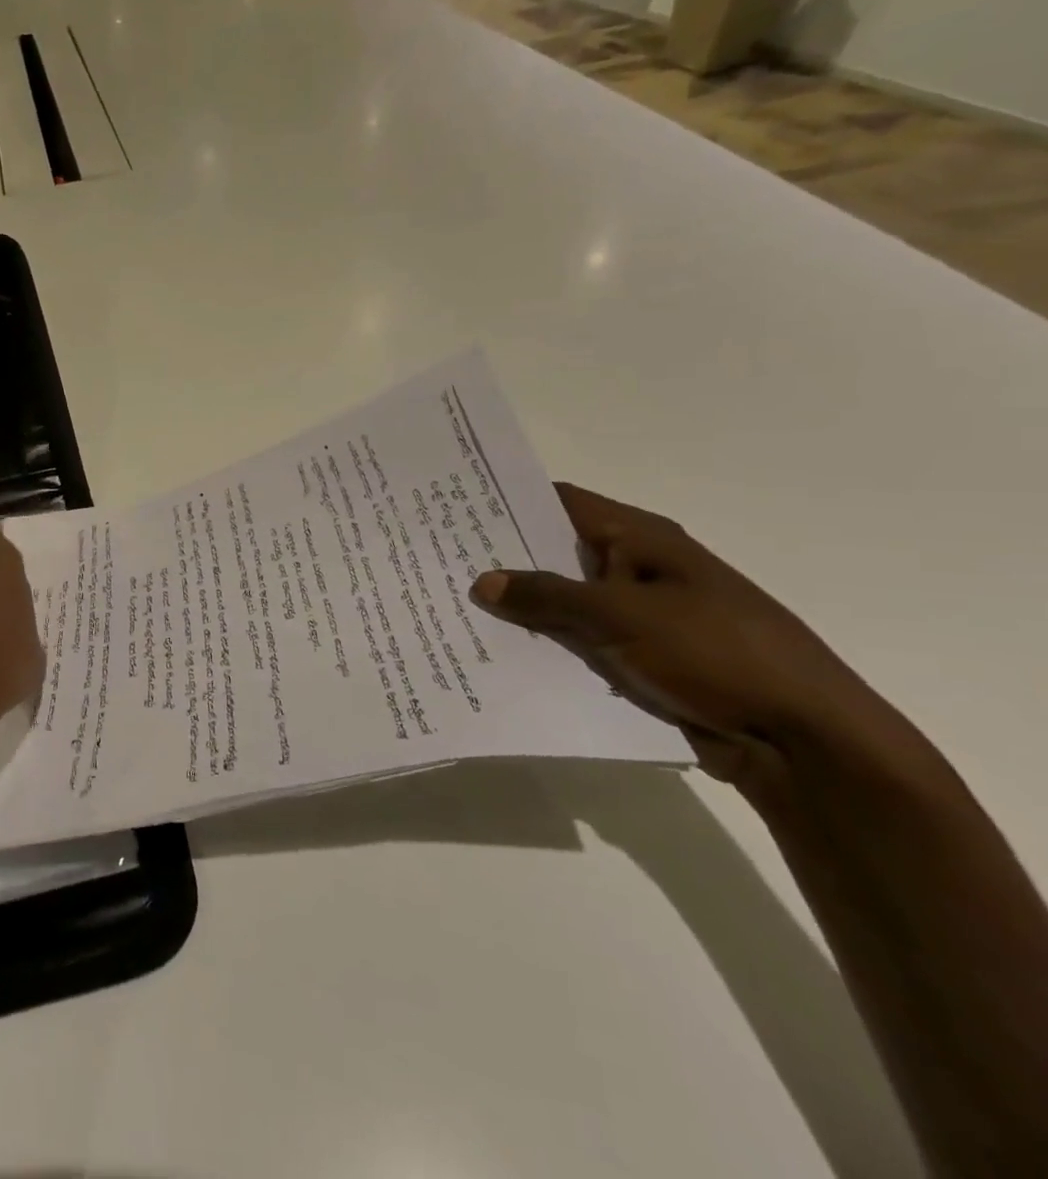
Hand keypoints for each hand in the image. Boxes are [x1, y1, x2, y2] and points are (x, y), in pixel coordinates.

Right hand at [470, 484, 912, 795]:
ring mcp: (639, 615)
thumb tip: (482, 582)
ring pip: (563, 602)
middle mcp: (637, 569)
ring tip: (455, 606)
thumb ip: (547, 596)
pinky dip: (544, 643)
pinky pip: (578, 641)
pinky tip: (499, 650)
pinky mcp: (640, 657)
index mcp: (642, 540)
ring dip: (521, 607)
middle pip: (556, 552)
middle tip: (439, 559)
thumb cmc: (717, 654)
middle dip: (503, 557)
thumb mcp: (622, 616)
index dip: (508, 500)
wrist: (803, 741)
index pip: (560, 503)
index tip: (453, 507)